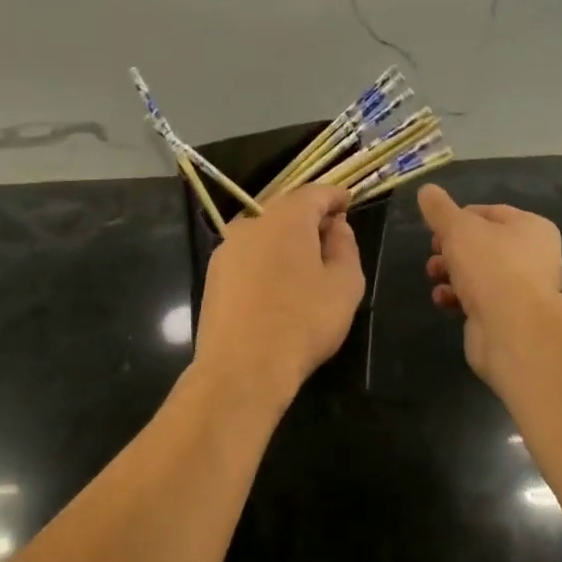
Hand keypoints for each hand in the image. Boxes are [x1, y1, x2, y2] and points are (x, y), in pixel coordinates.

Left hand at [194, 185, 365, 410]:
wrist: (242, 368)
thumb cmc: (303, 322)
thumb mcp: (344, 284)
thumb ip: (345, 247)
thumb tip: (336, 227)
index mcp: (285, 218)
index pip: (315, 193)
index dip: (335, 196)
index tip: (348, 203)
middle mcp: (251, 224)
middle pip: (287, 211)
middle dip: (310, 219)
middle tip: (332, 238)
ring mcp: (227, 249)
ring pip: (264, 234)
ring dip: (286, 242)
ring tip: (305, 267)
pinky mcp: (213, 275)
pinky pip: (248, 256)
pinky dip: (266, 261)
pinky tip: (277, 288)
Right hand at [418, 184, 561, 383]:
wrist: (513, 329)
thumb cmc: (490, 265)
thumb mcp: (457, 228)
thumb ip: (440, 209)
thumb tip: (426, 190)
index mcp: (533, 228)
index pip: (491, 212)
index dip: (460, 217)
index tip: (436, 227)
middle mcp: (535, 257)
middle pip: (484, 244)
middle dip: (452, 248)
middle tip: (433, 251)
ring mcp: (525, 290)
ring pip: (480, 273)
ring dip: (452, 273)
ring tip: (433, 276)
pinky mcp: (512, 318)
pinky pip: (481, 300)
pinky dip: (459, 298)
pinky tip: (443, 300)